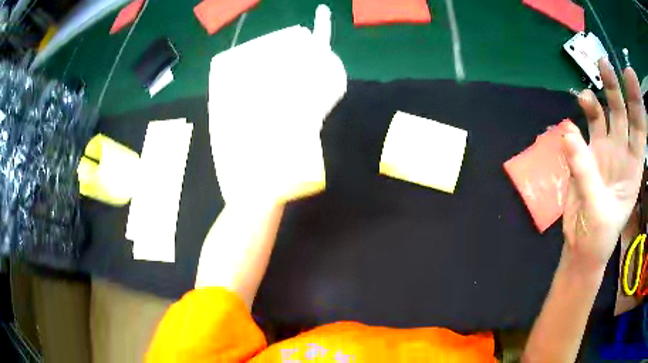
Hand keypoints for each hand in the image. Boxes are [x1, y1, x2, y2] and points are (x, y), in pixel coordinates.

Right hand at [561, 59, 646, 273]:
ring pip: (603, 115)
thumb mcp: (597, 211)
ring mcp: (604, 151)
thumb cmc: (598, 237)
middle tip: (604, 64)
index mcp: (634, 167)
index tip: (630, 74)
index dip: (637, 101)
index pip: (639, 129)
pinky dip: (578, 121)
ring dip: (596, 99)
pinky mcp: (587, 154)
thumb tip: (568, 133)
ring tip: (584, 95)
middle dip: (615, 88)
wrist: (582, 248)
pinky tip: (571, 120)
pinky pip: (584, 129)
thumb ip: (585, 173)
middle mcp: (622, 152)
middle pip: (622, 113)